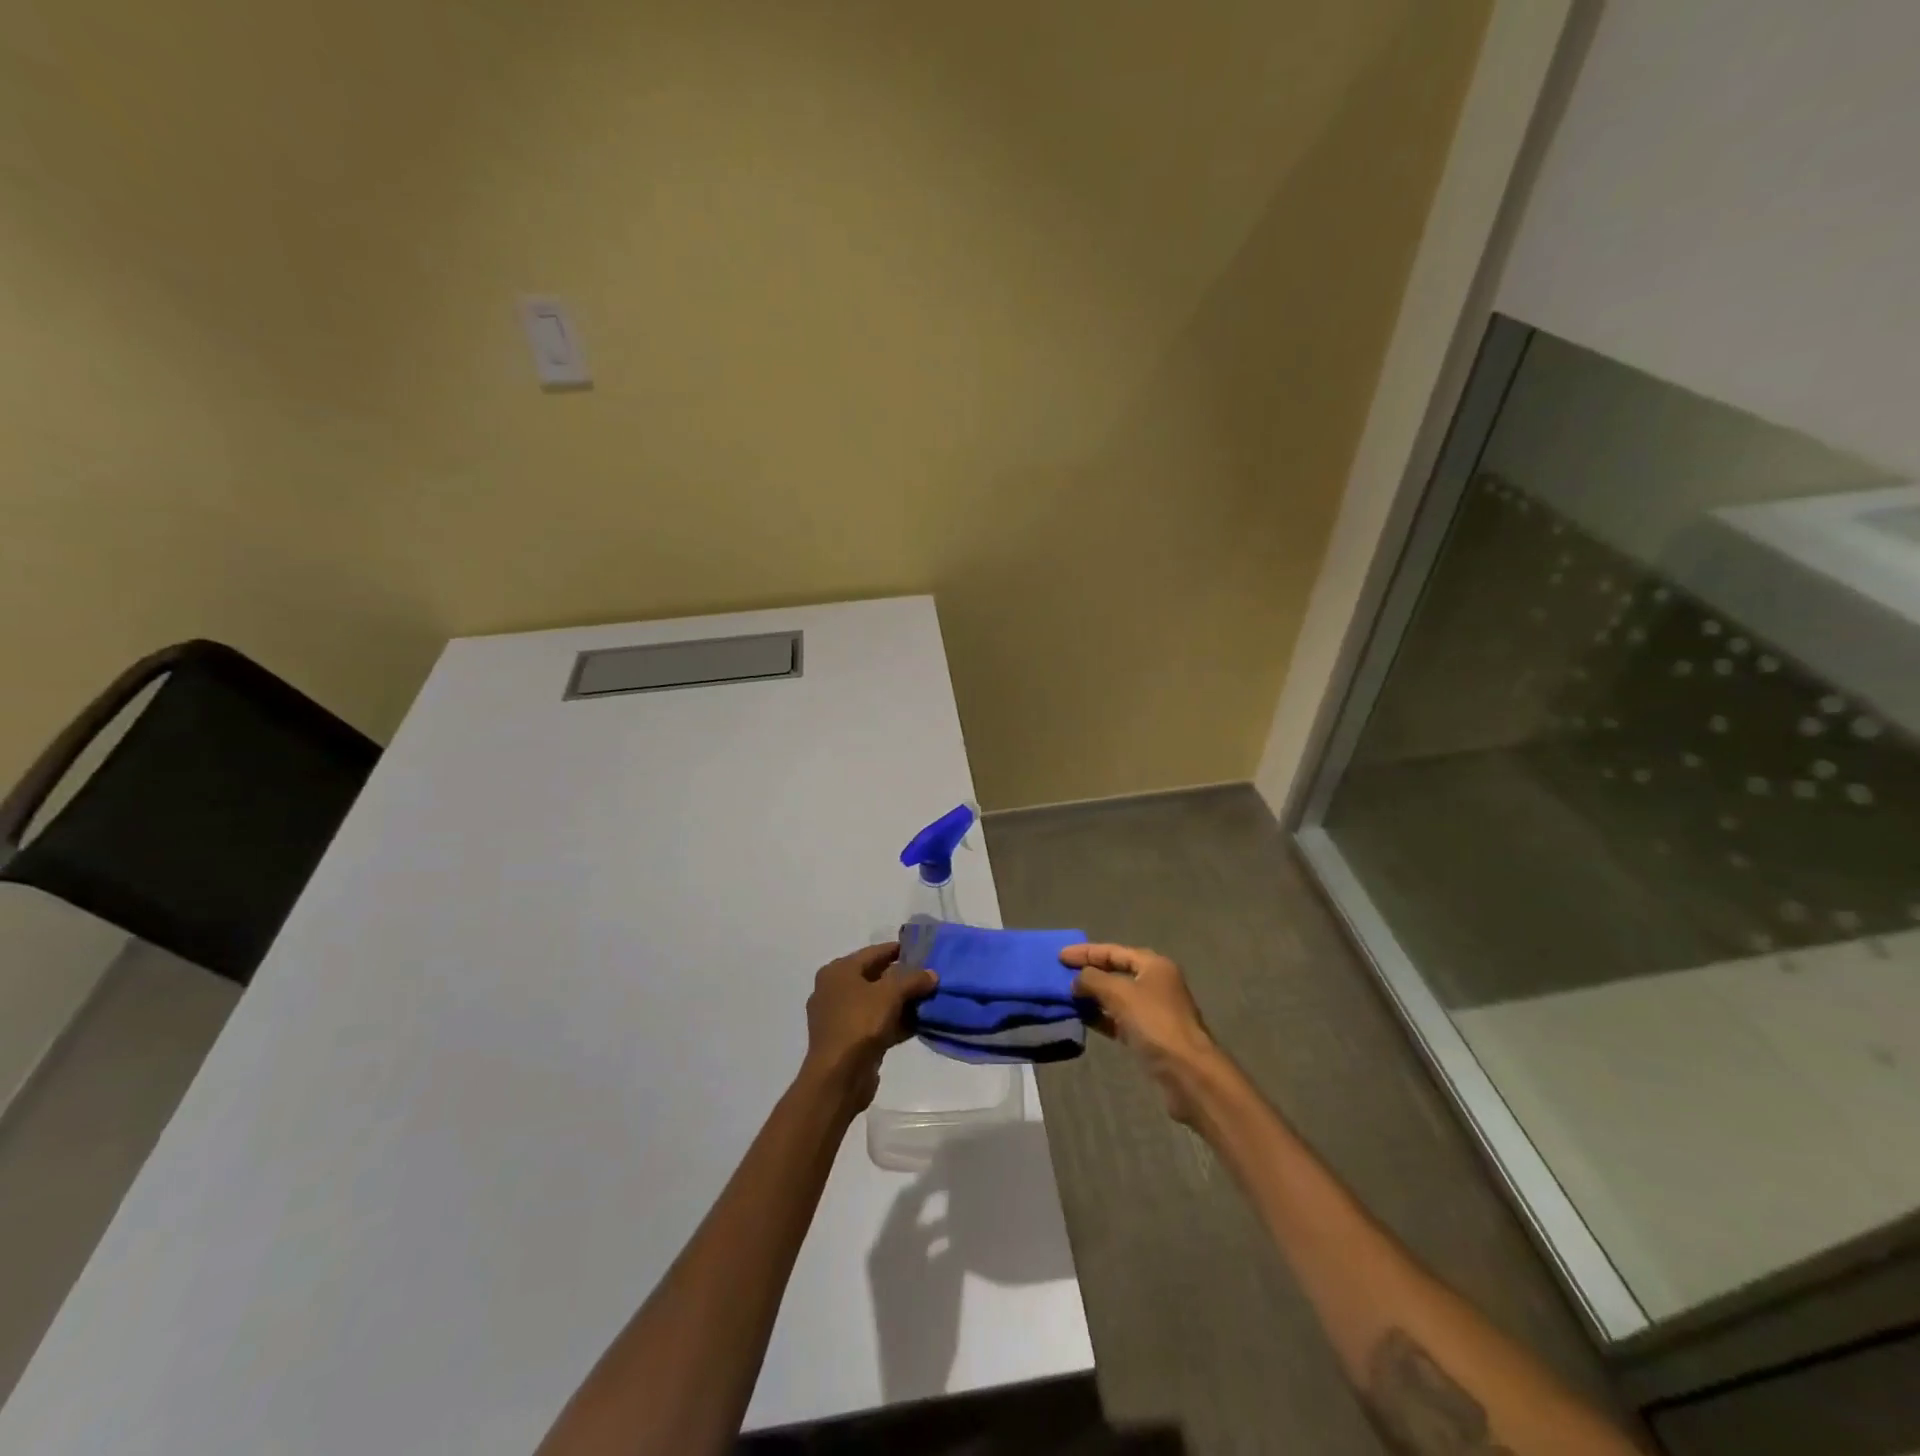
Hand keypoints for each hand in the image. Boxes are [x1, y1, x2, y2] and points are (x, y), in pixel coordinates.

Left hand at [801, 942, 936, 1110]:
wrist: (838, 1077)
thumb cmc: (860, 1024)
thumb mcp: (890, 993)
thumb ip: (913, 979)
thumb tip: (932, 974)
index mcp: (838, 971)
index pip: (874, 952)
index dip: (899, 950)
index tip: (923, 950)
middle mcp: (834, 990)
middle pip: (875, 977)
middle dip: (903, 978)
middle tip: (930, 976)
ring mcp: (840, 1017)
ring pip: (877, 1002)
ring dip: (902, 1002)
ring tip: (929, 1000)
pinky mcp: (848, 1040)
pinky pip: (876, 1023)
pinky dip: (895, 1022)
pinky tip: (919, 1024)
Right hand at [1062, 943, 1217, 1122]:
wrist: (1187, 1072)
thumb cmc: (1154, 1023)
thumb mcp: (1120, 994)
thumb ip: (1093, 980)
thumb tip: (1076, 980)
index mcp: (1153, 965)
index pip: (1114, 951)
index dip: (1086, 952)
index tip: (1060, 956)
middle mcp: (1155, 983)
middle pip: (1116, 972)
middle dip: (1089, 973)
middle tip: (1061, 974)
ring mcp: (1153, 1010)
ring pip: (1116, 997)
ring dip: (1092, 996)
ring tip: (1066, 996)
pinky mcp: (1148, 1035)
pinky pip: (1118, 1019)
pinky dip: (1101, 1017)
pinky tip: (1082, 1018)